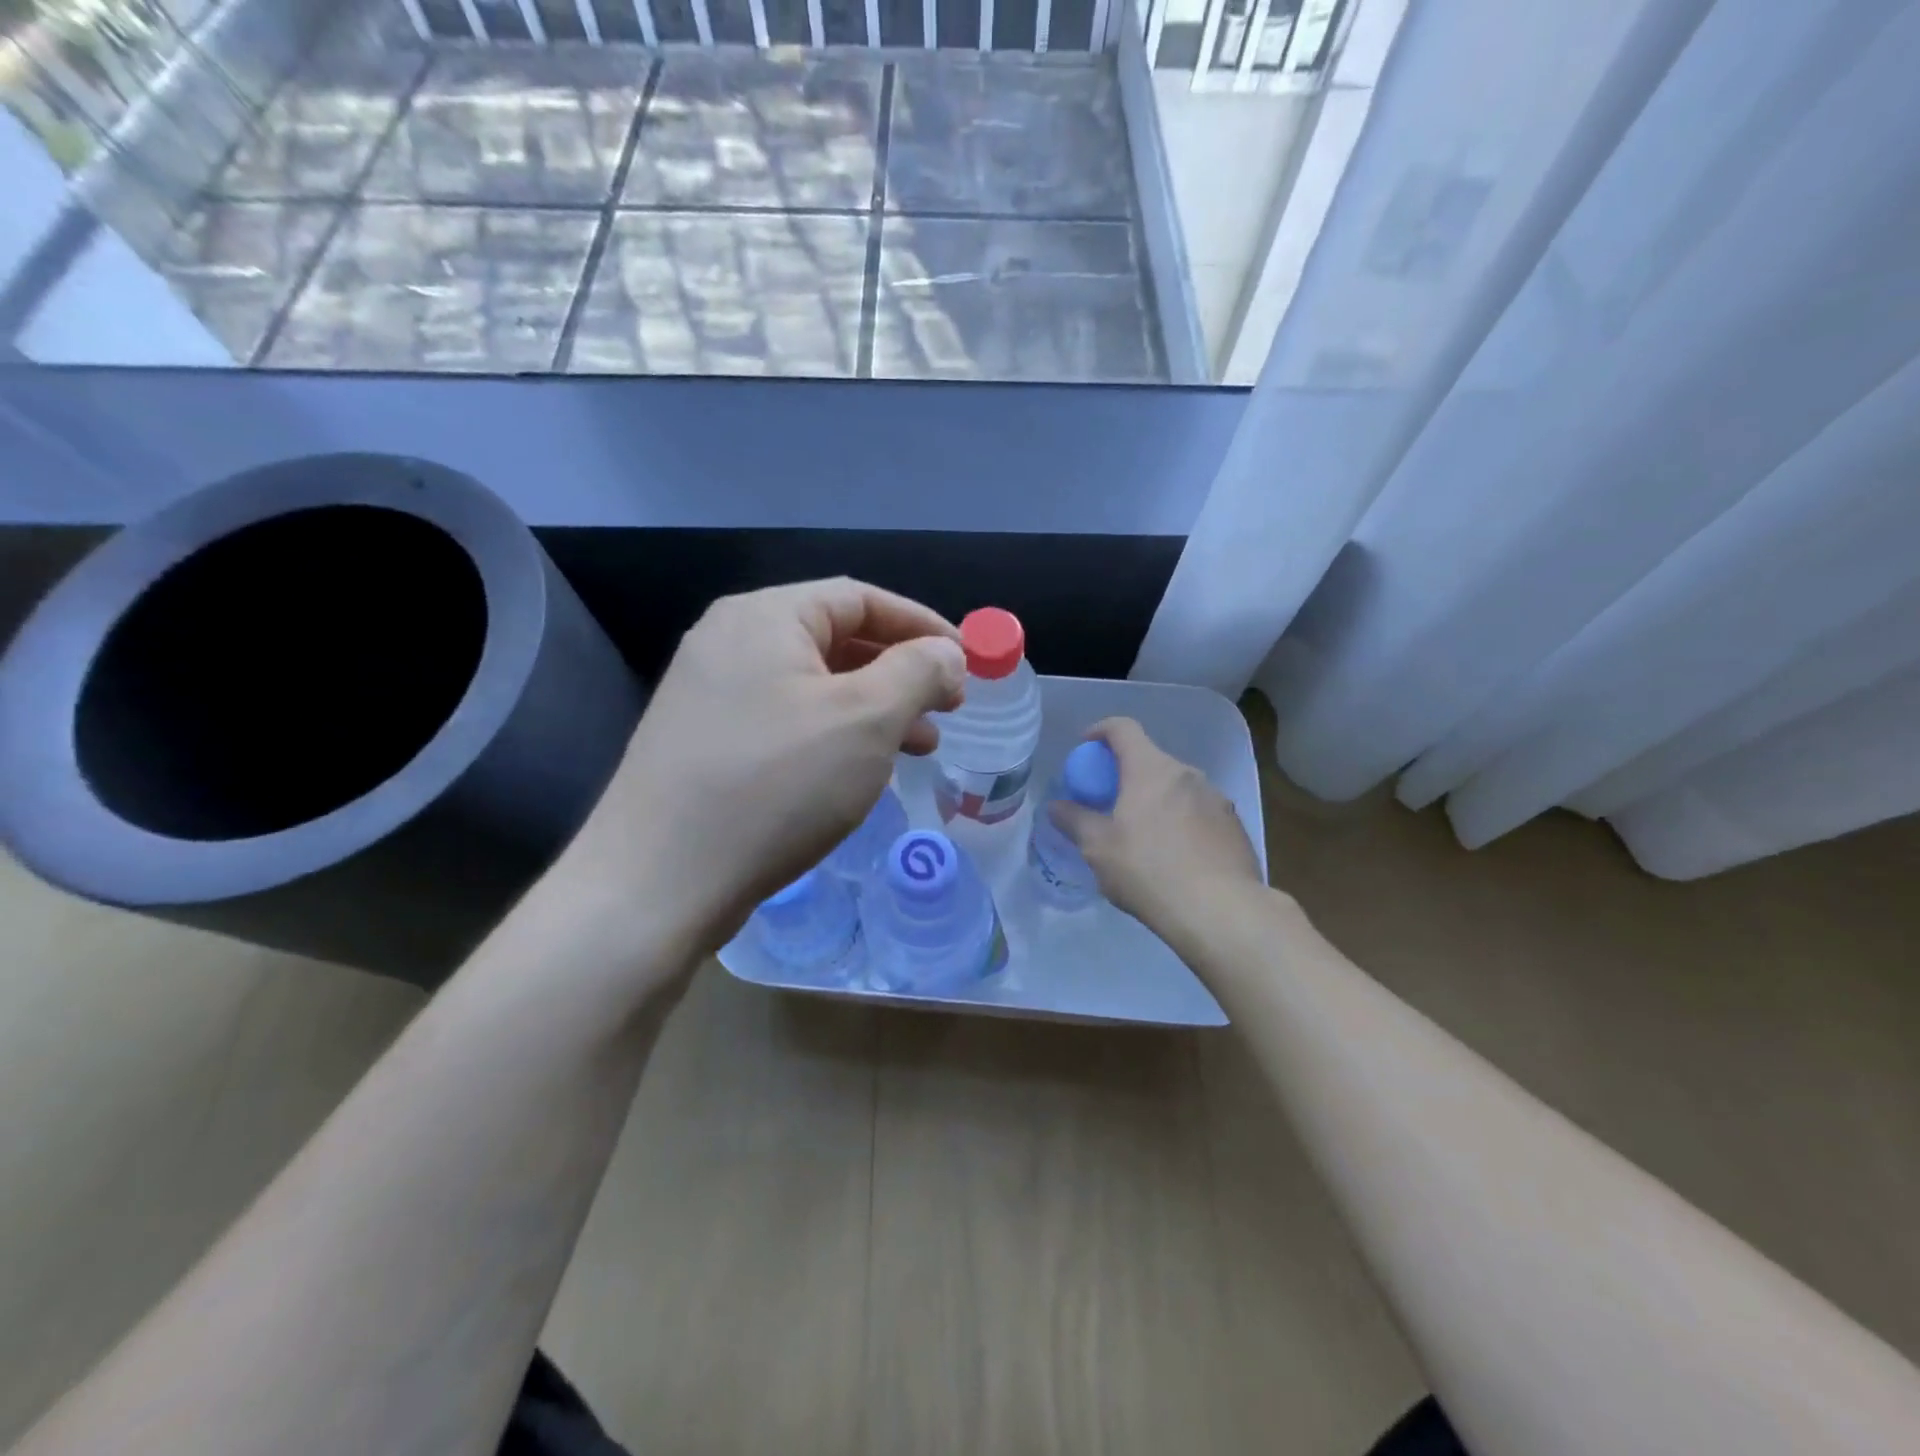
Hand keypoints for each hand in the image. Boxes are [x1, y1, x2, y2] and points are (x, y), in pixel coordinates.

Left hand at [563, 579, 963, 972]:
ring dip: (874, 709)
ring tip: (920, 747)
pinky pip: (788, 721)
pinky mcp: (706, 743)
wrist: (659, 882)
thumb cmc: (777, 785)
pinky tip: (862, 771)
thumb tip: (947, 653)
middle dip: (901, 672)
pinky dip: (835, 736)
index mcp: (764, 617)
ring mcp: (711, 694)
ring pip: (814, 686)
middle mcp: (730, 642)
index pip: (860, 598)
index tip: (967, 662)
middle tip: (948, 708)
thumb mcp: (866, 720)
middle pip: (836, 640)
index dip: (922, 625)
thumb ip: (918, 672)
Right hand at [1051, 718, 1265, 944]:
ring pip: (1177, 788)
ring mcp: (1217, 799)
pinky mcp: (1235, 827)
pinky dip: (1181, 822)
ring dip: (1157, 800)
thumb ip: (1074, 820)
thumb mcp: (1098, 848)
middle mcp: (1188, 774)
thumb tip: (1056, 805)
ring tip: (1143, 836)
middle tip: (1109, 803)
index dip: (1100, 731)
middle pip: (1151, 760)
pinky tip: (1175, 858)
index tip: (1085, 746)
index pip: (1123, 729)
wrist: (1220, 911)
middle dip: (1127, 775)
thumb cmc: (1148, 870)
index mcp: (1151, 769)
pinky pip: (1199, 813)